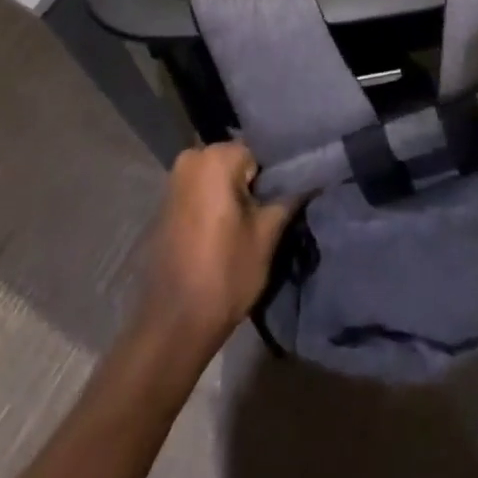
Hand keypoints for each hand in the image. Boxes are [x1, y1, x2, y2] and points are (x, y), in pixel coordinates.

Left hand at [136, 142, 297, 354]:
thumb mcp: (267, 235)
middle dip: (252, 185)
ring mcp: (174, 181)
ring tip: (248, 225)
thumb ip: (289, 198)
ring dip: (233, 196)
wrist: (174, 325)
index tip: (281, 201)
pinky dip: (214, 205)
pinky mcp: (165, 204)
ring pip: (218, 177)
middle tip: (266, 215)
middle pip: (236, 162)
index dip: (272, 178)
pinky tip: (224, 232)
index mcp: (215, 157)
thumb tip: (311, 177)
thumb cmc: (225, 273)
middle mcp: (191, 159)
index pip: (258, 153)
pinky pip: (200, 192)